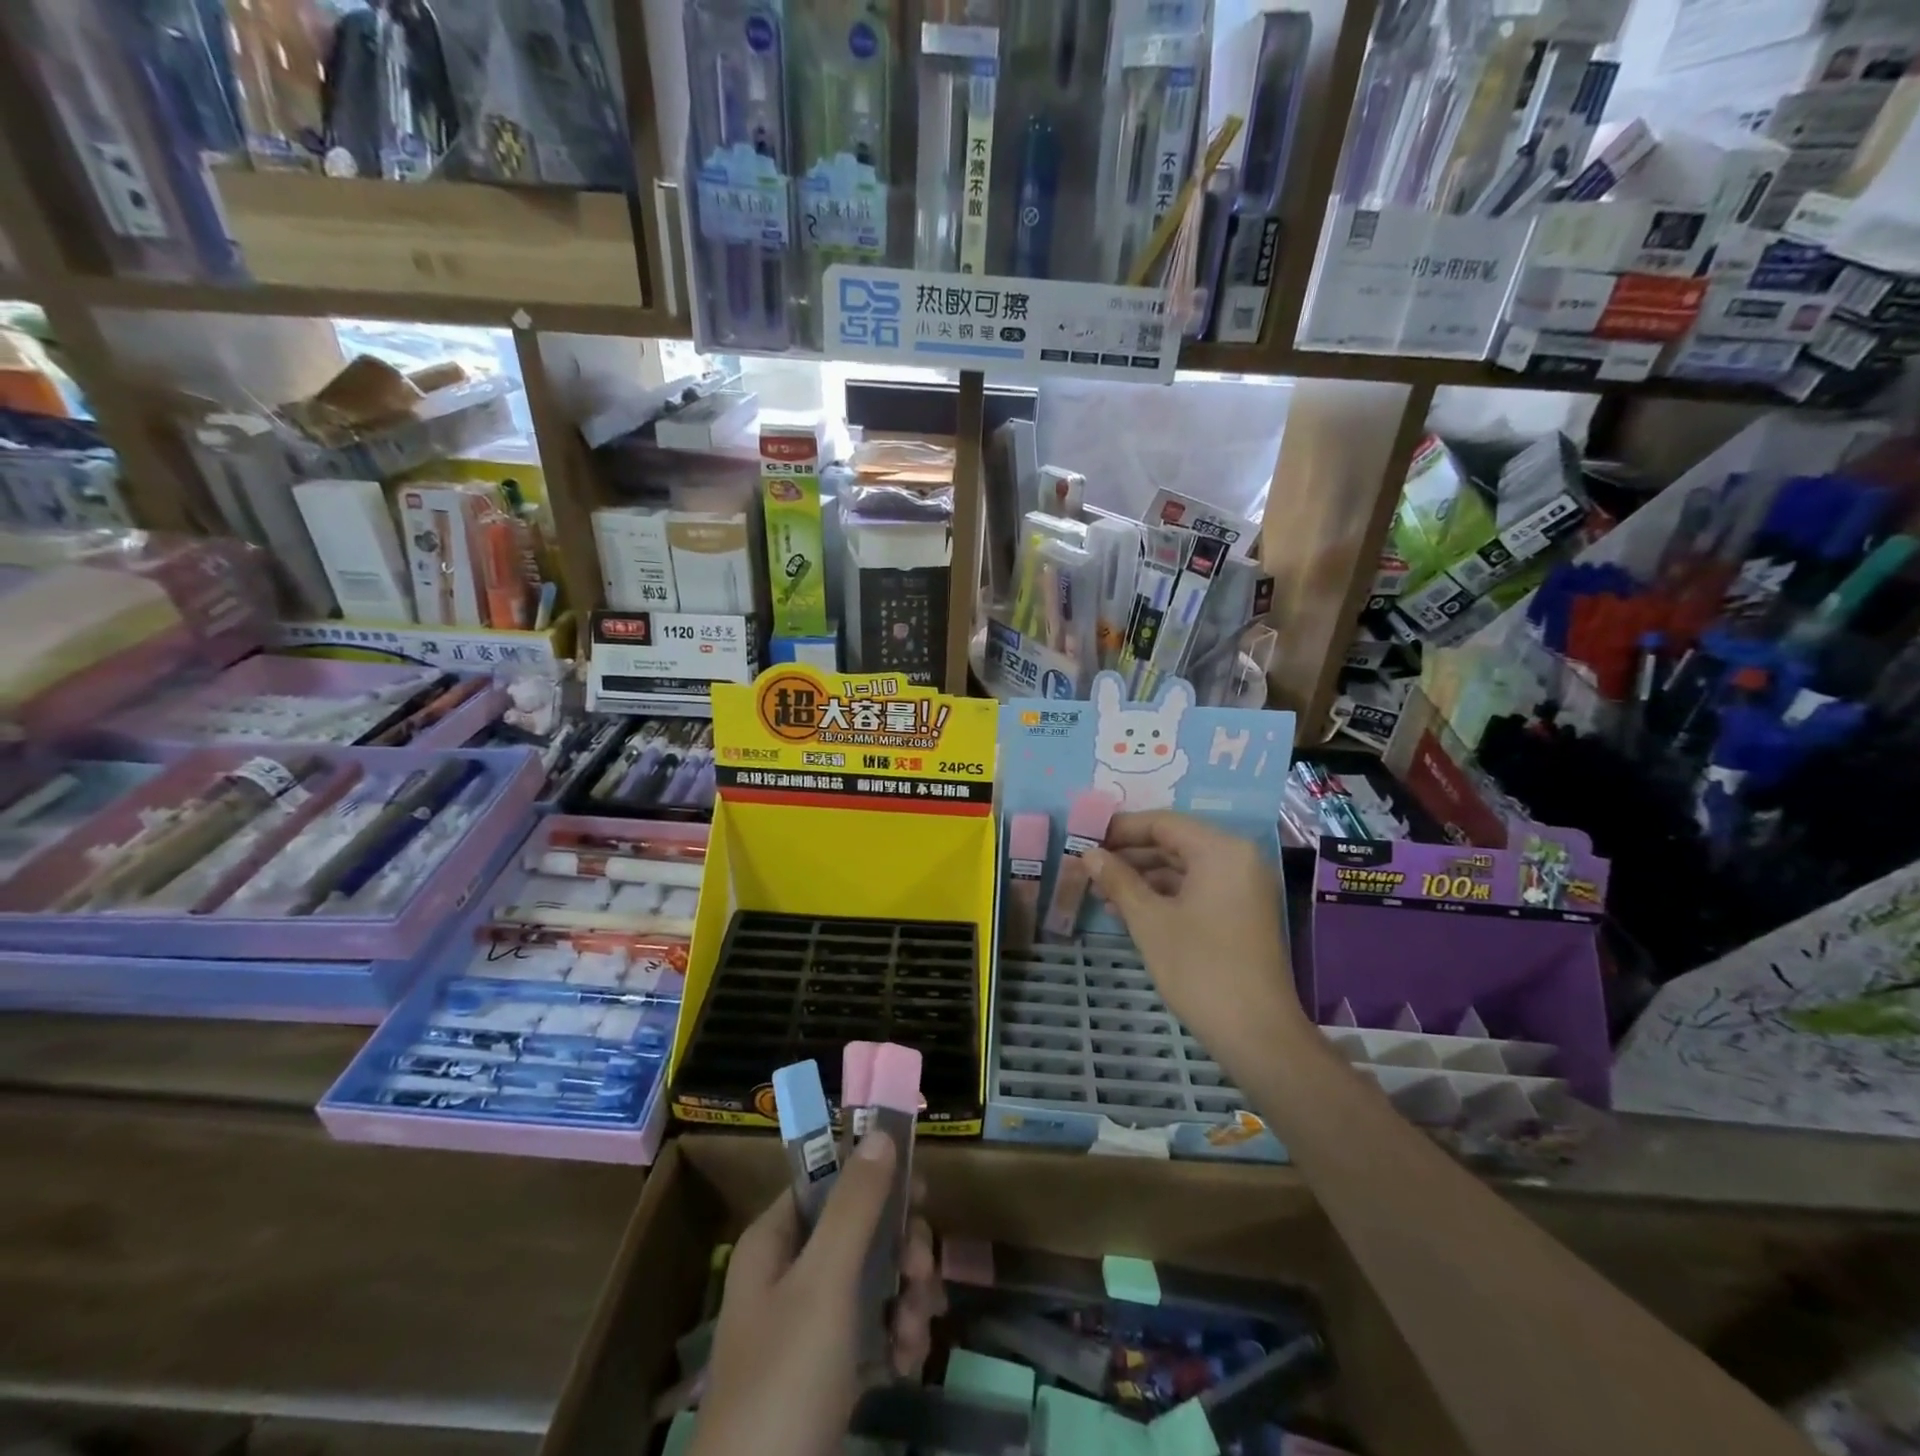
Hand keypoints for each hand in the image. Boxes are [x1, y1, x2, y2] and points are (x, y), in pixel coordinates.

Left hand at [690, 1132, 945, 1455]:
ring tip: (916, 1333)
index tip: (920, 1192)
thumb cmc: (786, 1381)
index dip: (875, 1179)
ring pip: (874, 1279)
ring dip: (905, 1297)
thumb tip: (880, 1130)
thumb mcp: (826, 1283)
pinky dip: (895, 1338)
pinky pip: (872, 1328)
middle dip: (901, 1249)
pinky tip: (907, 1363)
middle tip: (924, 1274)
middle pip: (860, 1230)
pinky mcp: (827, 1372)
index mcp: (777, 1241)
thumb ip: (856, 1204)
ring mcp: (808, 1326)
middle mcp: (790, 1273)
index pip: (830, 1180)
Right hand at [1084, 810, 1306, 1058]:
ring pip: (1183, 867)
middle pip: (1173, 842)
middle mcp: (1238, 858)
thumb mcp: (1149, 920)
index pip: (1162, 823)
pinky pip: (1196, 888)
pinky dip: (1163, 895)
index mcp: (1221, 850)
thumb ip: (1118, 879)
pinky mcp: (1241, 913)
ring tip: (1100, 891)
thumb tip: (1088, 853)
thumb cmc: (1199, 968)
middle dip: (1129, 854)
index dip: (1120, 829)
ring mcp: (1242, 887)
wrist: (1257, 1034)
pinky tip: (1128, 910)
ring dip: (1142, 877)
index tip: (1085, 839)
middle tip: (1088, 866)